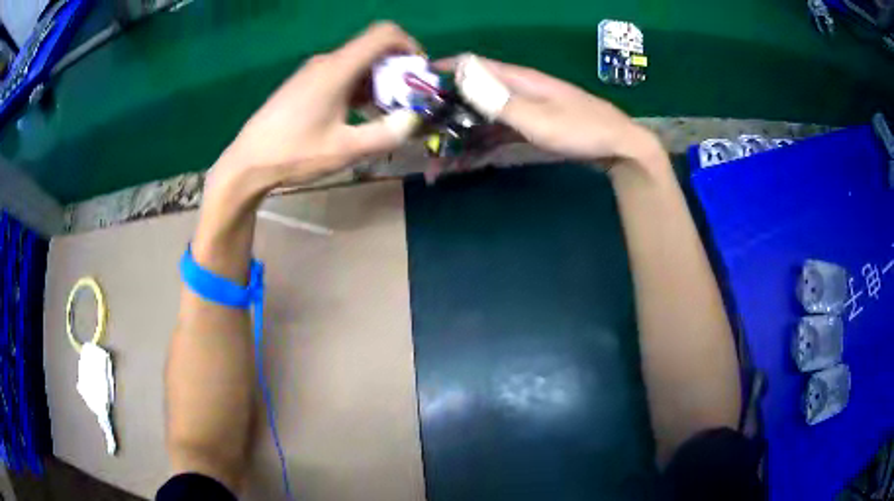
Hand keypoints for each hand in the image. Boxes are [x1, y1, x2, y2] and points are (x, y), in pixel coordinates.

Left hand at [210, 22, 420, 192]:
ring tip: (383, 116)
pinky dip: (359, 90)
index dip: (409, 45)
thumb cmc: (294, 154)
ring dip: (378, 84)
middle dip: (397, 72)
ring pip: (357, 65)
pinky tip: (358, 117)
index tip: (418, 73)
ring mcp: (313, 72)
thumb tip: (414, 120)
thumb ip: (386, 134)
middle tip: (405, 104)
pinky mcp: (304, 85)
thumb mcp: (345, 150)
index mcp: (337, 69)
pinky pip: (341, 76)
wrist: (247, 163)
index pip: (384, 34)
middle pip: (373, 50)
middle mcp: (326, 62)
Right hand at [439, 55, 665, 172]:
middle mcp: (515, 91)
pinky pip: (496, 135)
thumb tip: (462, 75)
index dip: (443, 70)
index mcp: (517, 80)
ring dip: (459, 138)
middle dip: (444, 114)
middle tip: (419, 138)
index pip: (472, 64)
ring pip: (481, 119)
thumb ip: (499, 100)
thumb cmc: (581, 129)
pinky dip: (479, 147)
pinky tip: (464, 163)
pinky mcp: (529, 128)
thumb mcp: (539, 117)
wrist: (618, 147)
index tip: (415, 84)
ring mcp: (522, 111)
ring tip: (436, 162)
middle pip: (471, 95)